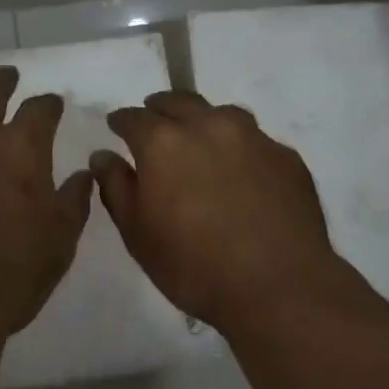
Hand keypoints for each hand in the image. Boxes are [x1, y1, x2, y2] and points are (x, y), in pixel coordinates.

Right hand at [90, 90, 343, 332]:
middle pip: (179, 102)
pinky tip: (243, 173)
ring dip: (204, 121)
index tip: (117, 127)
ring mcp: (253, 137)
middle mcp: (209, 126)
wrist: (279, 287)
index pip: (134, 117)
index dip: (122, 121)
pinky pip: (256, 141)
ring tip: (200, 142)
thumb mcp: (138, 235)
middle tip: (155, 123)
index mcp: (164, 142)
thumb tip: (102, 156)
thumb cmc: (194, 266)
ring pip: (221, 114)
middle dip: (161, 109)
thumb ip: (116, 187)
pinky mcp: (286, 156)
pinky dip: (240, 149)